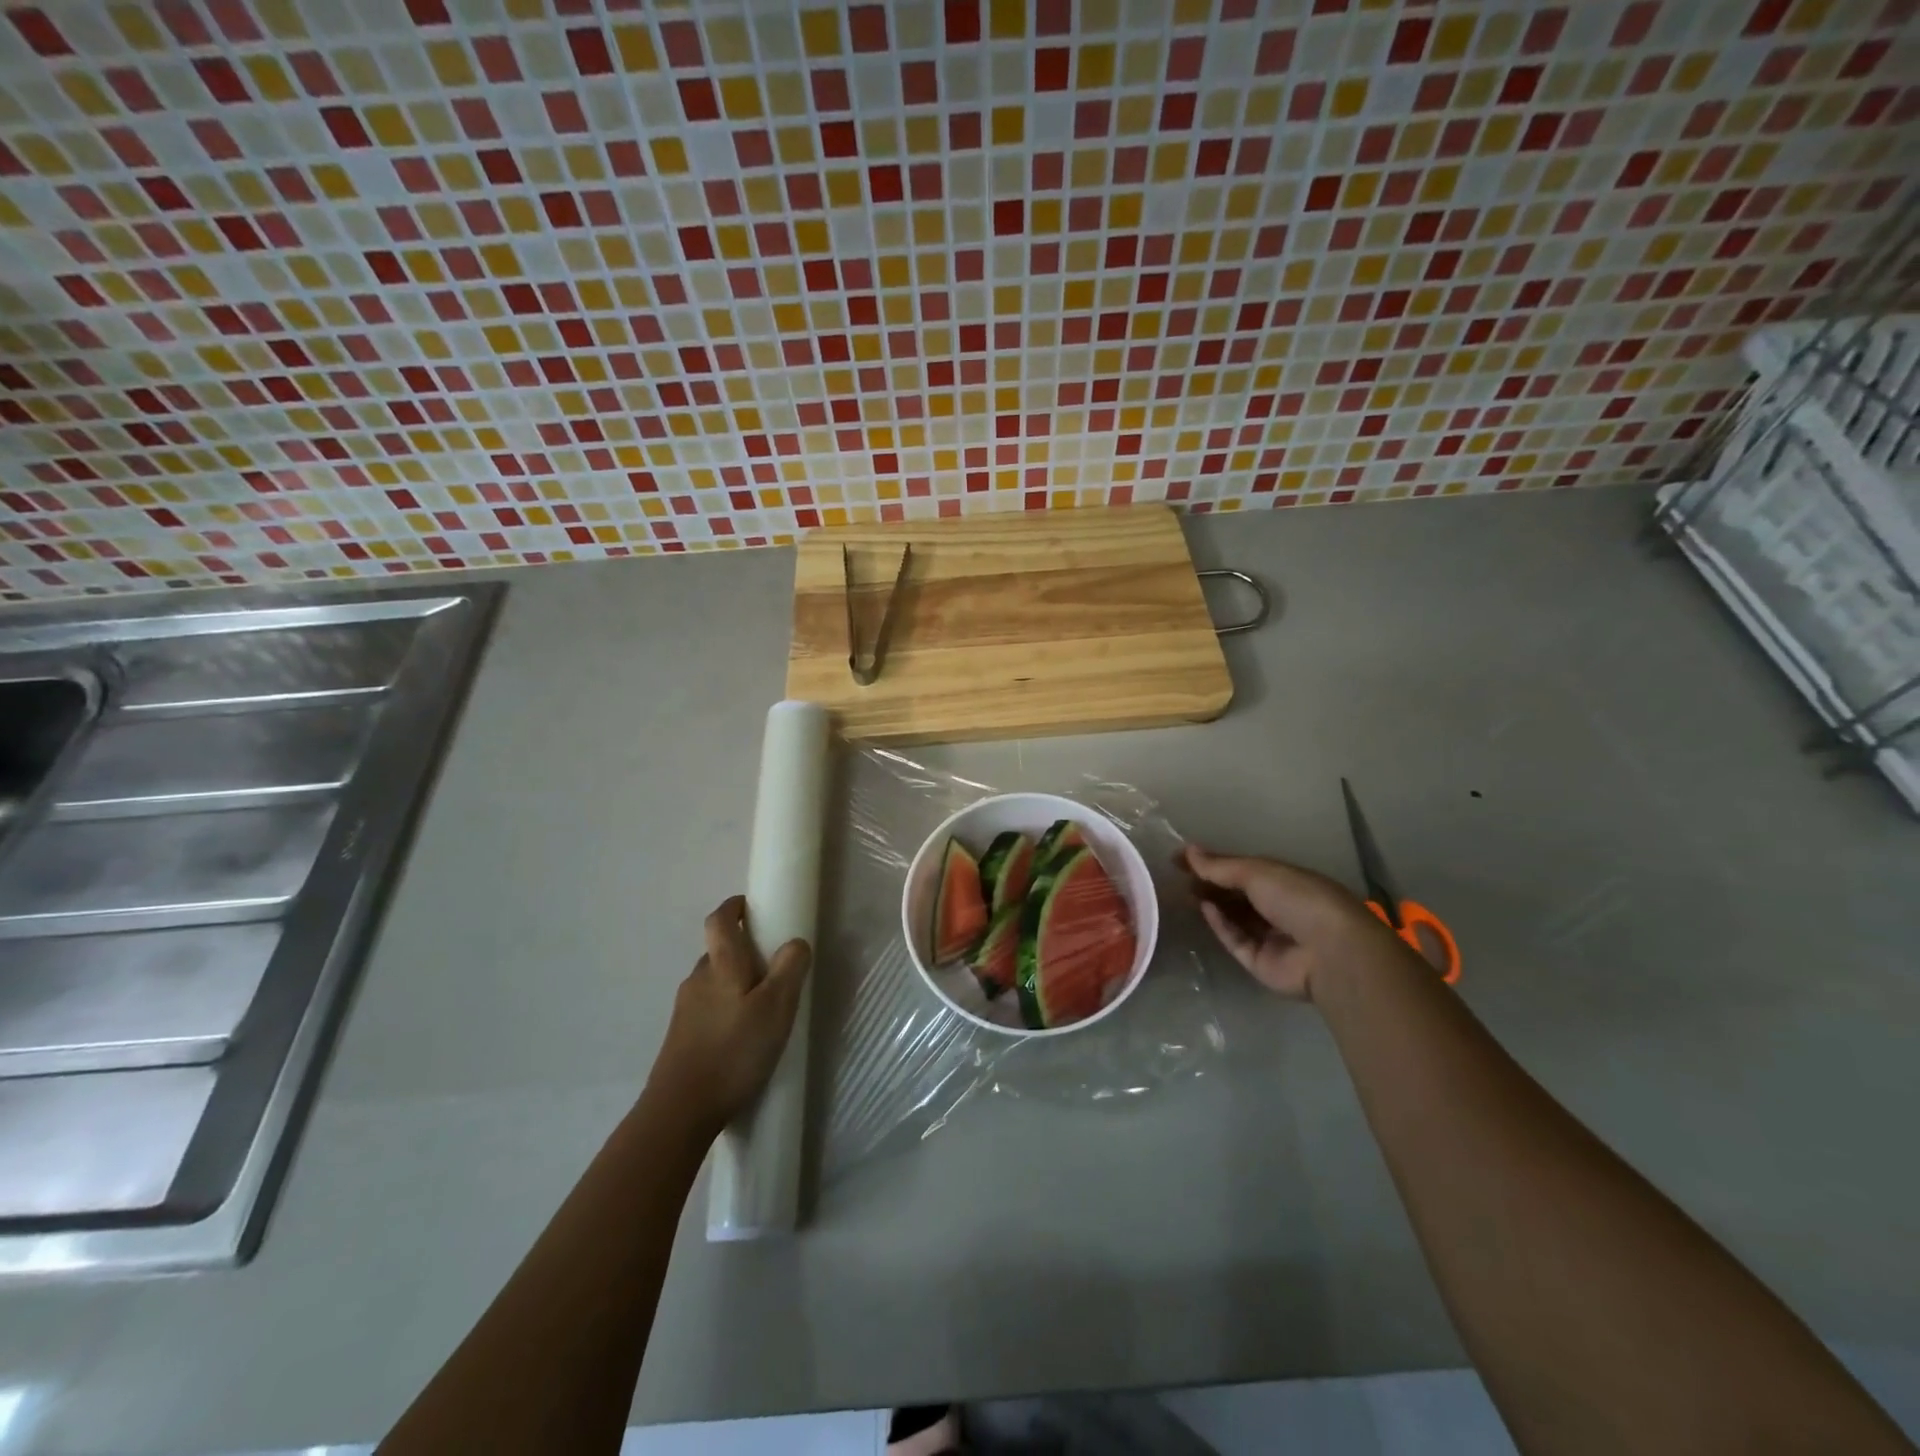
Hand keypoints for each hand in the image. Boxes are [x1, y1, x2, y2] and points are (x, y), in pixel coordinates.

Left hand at [648, 895, 810, 1132]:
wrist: (680, 1111)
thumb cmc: (733, 1051)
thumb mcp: (776, 1008)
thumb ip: (790, 969)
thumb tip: (795, 941)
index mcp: (721, 966)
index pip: (719, 920)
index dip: (733, 907)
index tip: (751, 906)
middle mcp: (697, 979)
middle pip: (718, 951)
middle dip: (742, 950)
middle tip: (772, 965)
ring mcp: (685, 1009)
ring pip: (713, 981)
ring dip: (734, 982)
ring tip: (761, 1005)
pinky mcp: (681, 1036)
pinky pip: (706, 1007)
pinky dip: (725, 1007)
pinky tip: (741, 1034)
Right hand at [1180, 845, 1382, 999]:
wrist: (1329, 952)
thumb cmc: (1298, 899)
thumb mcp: (1257, 872)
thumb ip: (1220, 865)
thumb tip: (1188, 851)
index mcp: (1284, 881)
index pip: (1242, 869)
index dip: (1214, 862)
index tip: (1182, 858)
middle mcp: (1278, 907)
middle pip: (1237, 894)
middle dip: (1210, 884)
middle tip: (1179, 877)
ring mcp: (1270, 936)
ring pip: (1234, 917)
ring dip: (1212, 903)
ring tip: (1185, 891)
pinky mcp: (1260, 962)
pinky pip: (1235, 940)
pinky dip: (1220, 925)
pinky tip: (1205, 910)